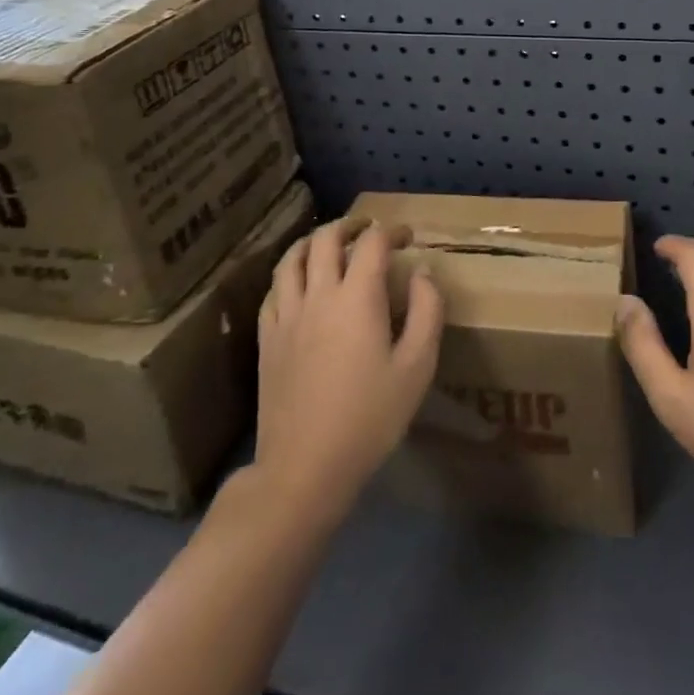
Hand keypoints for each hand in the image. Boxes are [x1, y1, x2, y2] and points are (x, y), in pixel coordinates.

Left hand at [255, 217, 443, 520]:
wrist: (304, 468)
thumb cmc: (370, 418)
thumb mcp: (417, 367)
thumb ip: (427, 312)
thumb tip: (422, 272)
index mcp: (357, 298)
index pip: (372, 242)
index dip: (391, 230)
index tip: (407, 237)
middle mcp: (318, 295)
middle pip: (326, 238)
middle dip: (350, 225)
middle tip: (368, 229)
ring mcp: (286, 316)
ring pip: (292, 258)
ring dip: (313, 241)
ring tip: (329, 243)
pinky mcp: (266, 339)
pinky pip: (274, 290)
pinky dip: (290, 274)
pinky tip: (300, 284)